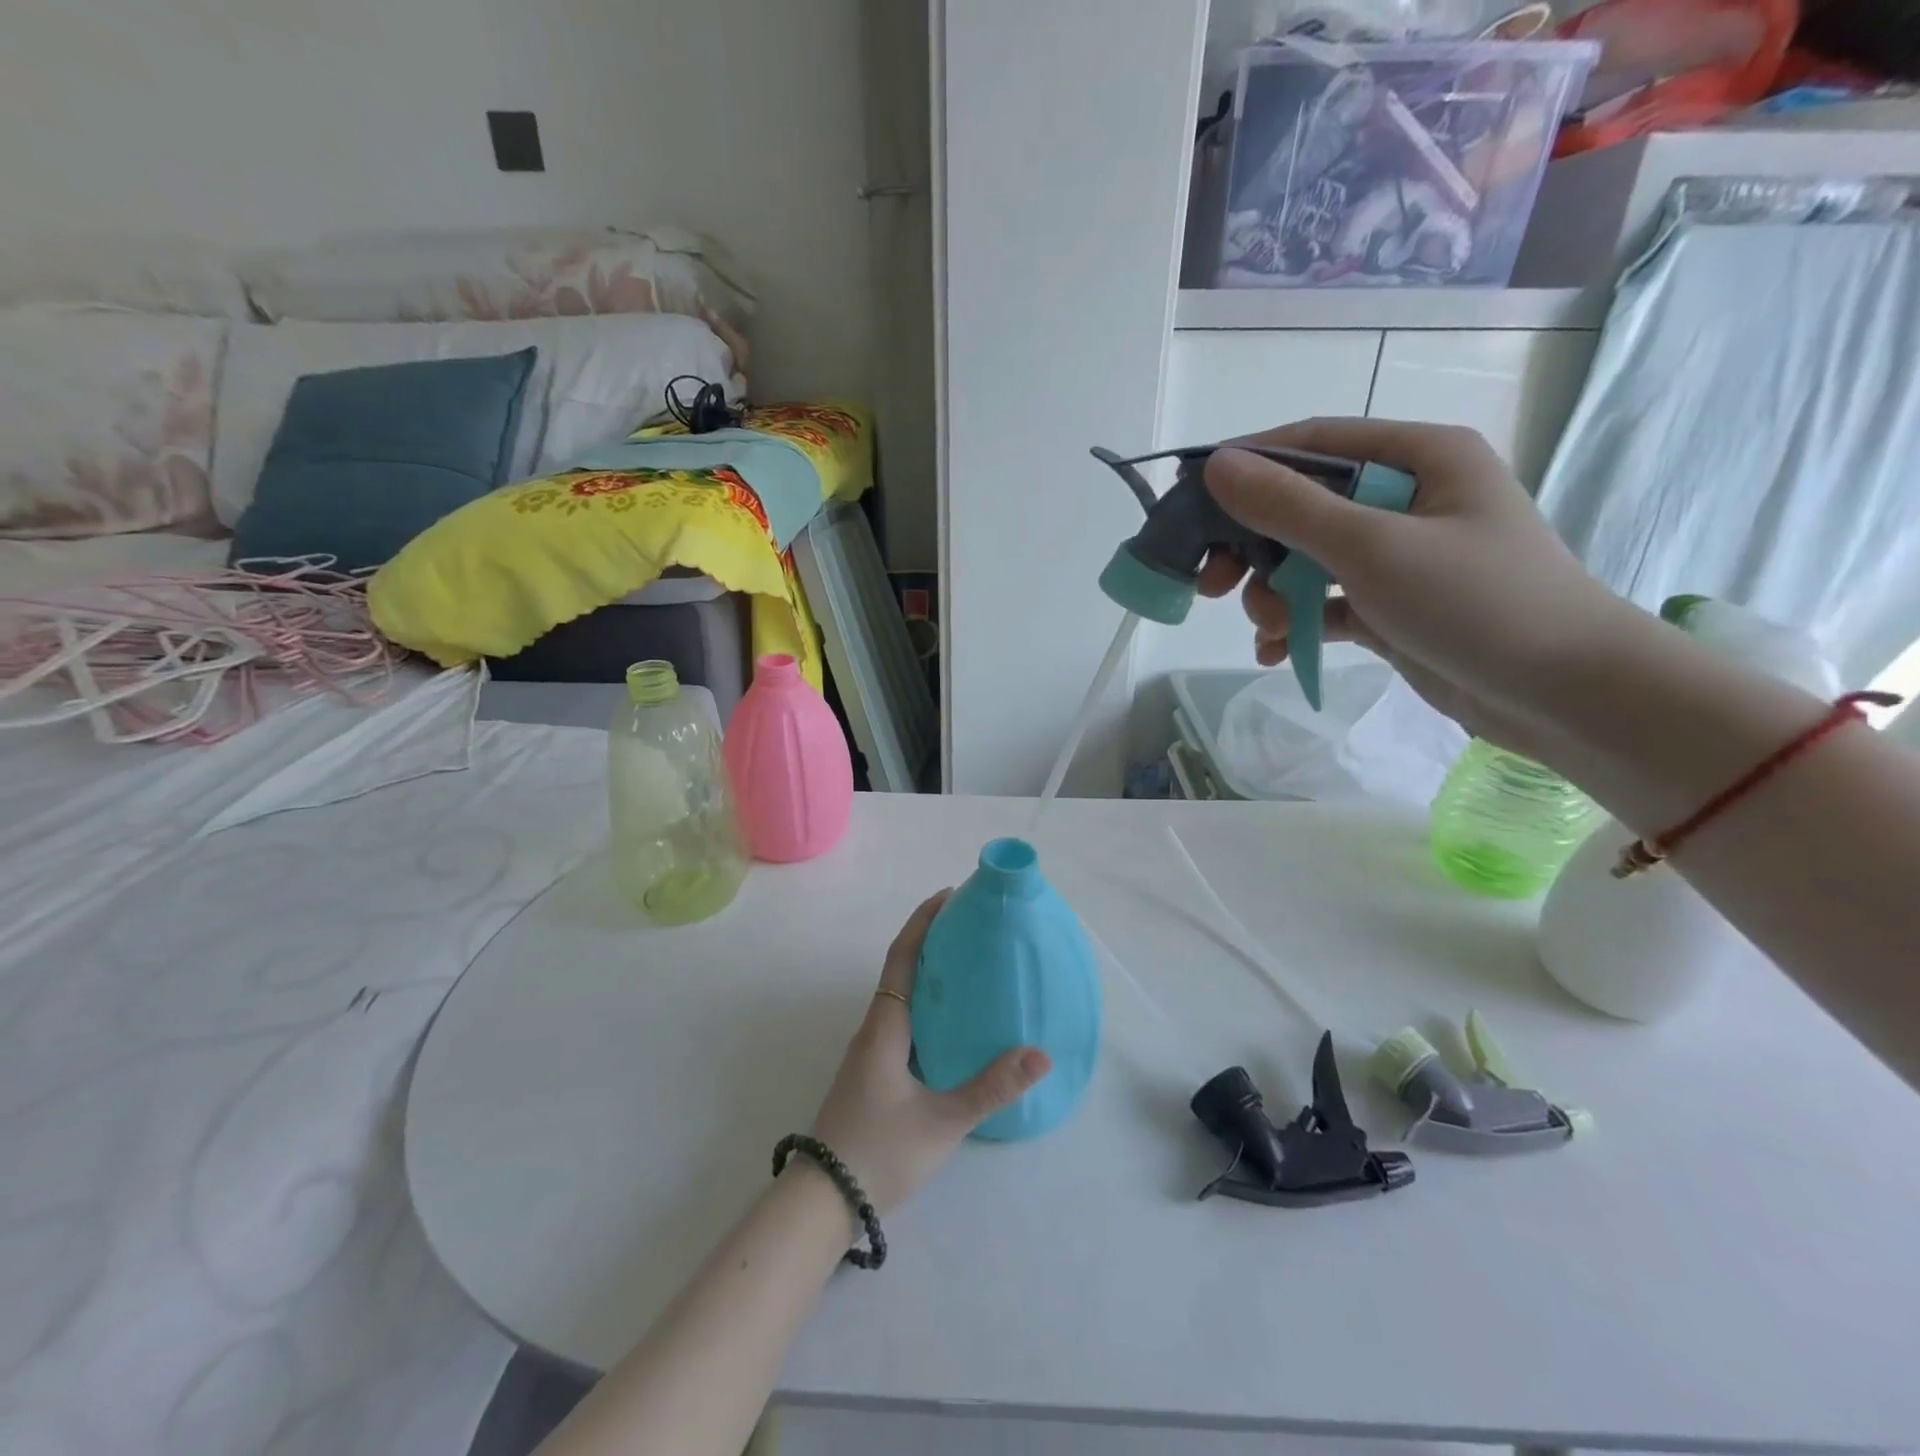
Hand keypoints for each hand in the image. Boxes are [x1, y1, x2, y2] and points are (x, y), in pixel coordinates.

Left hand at [808, 892, 1051, 1212]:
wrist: (822, 1200)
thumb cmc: (879, 1151)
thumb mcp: (942, 1121)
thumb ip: (991, 1087)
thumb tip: (1041, 1055)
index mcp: (885, 1026)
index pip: (903, 956)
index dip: (924, 921)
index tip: (950, 895)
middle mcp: (874, 1029)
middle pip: (901, 969)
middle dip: (932, 941)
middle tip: (972, 928)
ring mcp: (870, 1053)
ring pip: (901, 997)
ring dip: (928, 973)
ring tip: (969, 968)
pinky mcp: (872, 1074)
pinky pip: (902, 1021)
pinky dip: (926, 1005)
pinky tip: (952, 1025)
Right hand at [1197, 417, 1638, 761]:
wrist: (1564, 693)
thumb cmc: (1475, 601)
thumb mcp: (1372, 547)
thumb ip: (1289, 507)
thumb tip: (1216, 466)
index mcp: (1418, 457)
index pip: (1312, 443)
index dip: (1247, 466)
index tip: (1188, 500)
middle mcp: (1407, 497)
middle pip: (1302, 507)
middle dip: (1252, 548)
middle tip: (1210, 584)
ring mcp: (1400, 555)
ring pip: (1308, 560)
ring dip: (1273, 594)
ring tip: (1267, 629)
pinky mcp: (1393, 605)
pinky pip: (1326, 604)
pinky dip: (1296, 625)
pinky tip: (1274, 652)